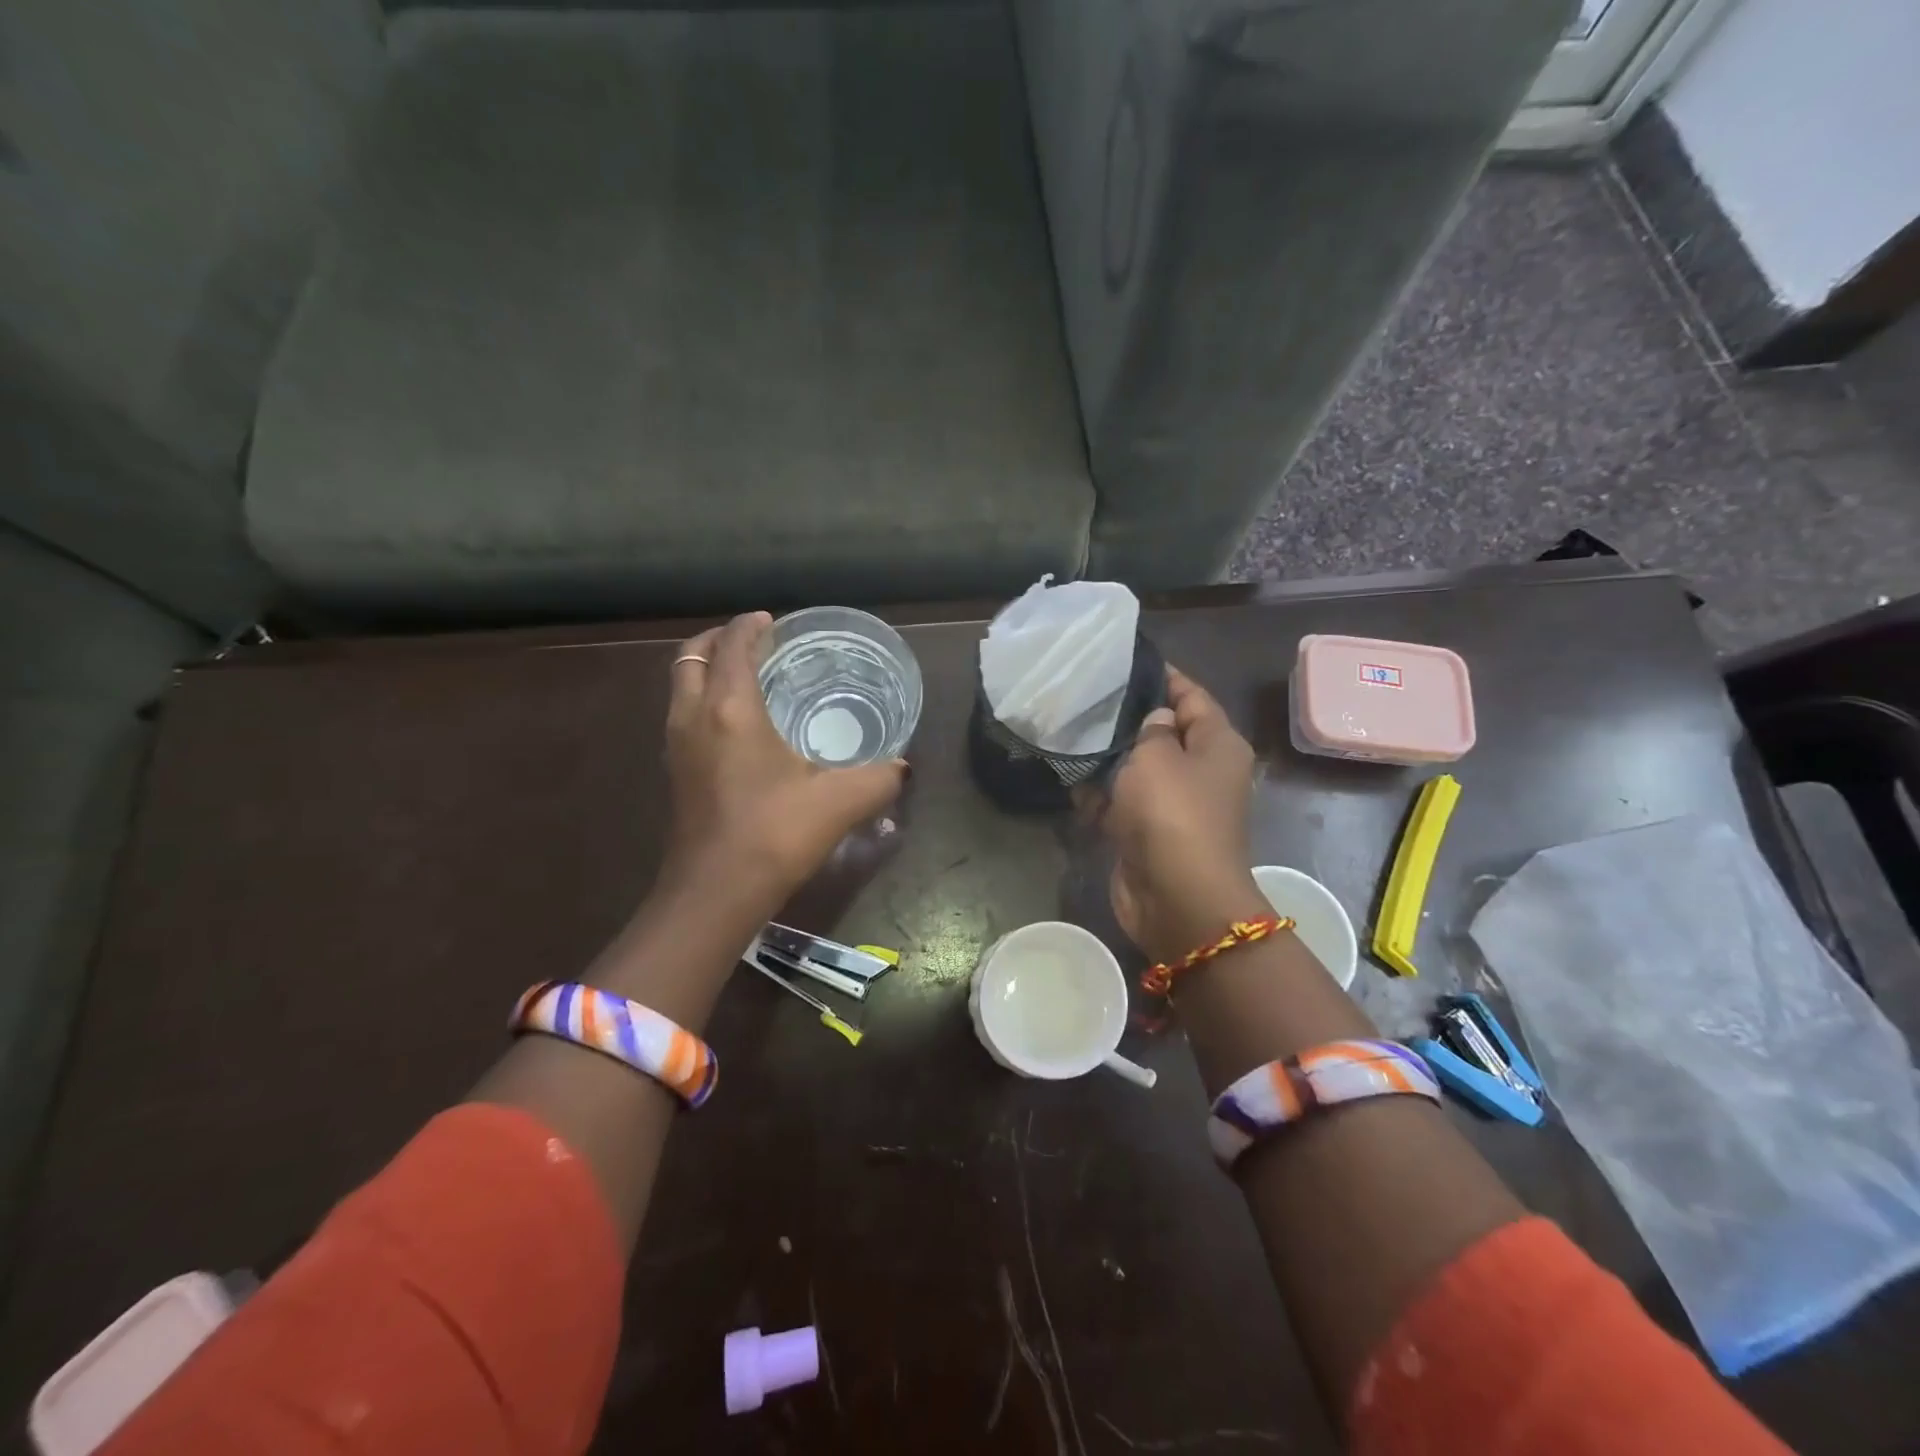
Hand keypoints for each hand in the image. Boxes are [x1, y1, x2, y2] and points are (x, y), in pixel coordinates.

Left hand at [661, 613, 906, 905]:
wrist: (715, 893)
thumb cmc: (775, 834)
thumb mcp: (841, 801)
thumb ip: (880, 778)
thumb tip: (903, 768)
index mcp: (730, 709)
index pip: (732, 646)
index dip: (750, 626)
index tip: (771, 620)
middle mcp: (693, 718)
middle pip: (690, 656)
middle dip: (718, 640)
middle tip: (753, 642)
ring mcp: (677, 746)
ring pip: (680, 686)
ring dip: (706, 670)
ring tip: (744, 677)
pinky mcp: (675, 774)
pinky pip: (682, 716)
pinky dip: (702, 701)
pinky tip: (736, 726)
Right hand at [1094, 666, 1265, 962]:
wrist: (1176, 898)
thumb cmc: (1172, 814)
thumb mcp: (1159, 758)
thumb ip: (1153, 729)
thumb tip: (1157, 719)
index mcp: (1218, 745)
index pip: (1193, 697)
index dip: (1164, 677)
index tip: (1125, 661)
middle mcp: (1202, 772)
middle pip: (1165, 732)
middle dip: (1128, 717)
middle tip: (1087, 694)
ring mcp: (1174, 805)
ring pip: (1139, 768)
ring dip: (1109, 756)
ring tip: (1070, 728)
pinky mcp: (1148, 832)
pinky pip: (1123, 802)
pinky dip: (1100, 793)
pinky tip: (1068, 775)